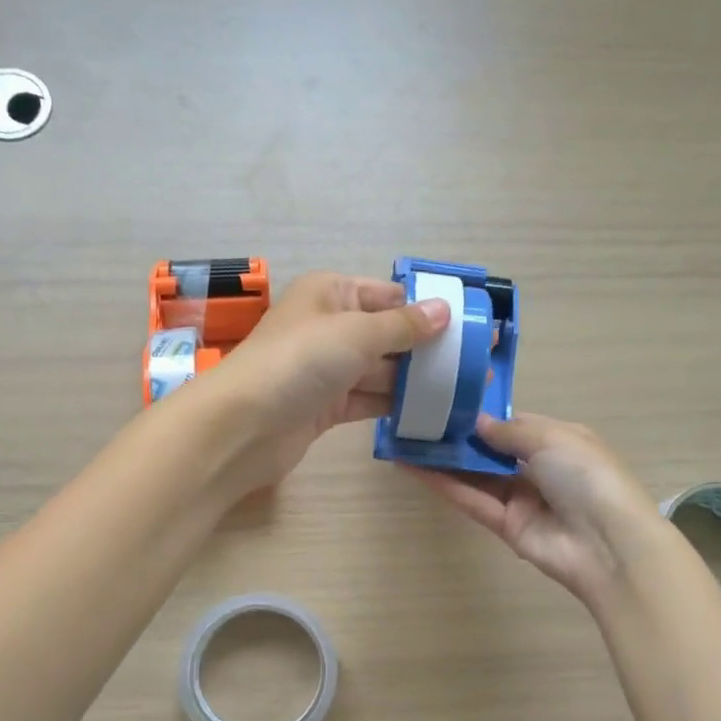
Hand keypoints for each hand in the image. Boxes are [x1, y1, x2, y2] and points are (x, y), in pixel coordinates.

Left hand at [201, 272, 449, 491]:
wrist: (243, 426)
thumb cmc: (298, 363)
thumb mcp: (355, 333)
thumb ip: (403, 325)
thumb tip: (444, 309)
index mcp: (331, 294)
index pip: (389, 295)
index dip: (429, 307)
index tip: (470, 324)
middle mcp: (330, 328)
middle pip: (389, 334)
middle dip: (428, 349)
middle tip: (477, 365)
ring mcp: (328, 371)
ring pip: (382, 371)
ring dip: (416, 381)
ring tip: (464, 393)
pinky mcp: (327, 408)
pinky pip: (369, 401)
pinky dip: (395, 406)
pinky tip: (430, 414)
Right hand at [411, 413, 668, 606]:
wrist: (606, 541)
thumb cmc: (586, 475)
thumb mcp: (552, 438)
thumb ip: (509, 431)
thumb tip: (478, 423)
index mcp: (559, 441)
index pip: (515, 426)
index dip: (484, 416)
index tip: (448, 403)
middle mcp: (538, 469)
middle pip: (491, 452)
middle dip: (459, 438)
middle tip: (418, 421)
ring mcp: (521, 499)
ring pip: (476, 476)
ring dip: (444, 461)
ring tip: (407, 441)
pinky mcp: (505, 526)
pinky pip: (472, 500)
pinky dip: (445, 485)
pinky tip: (414, 468)